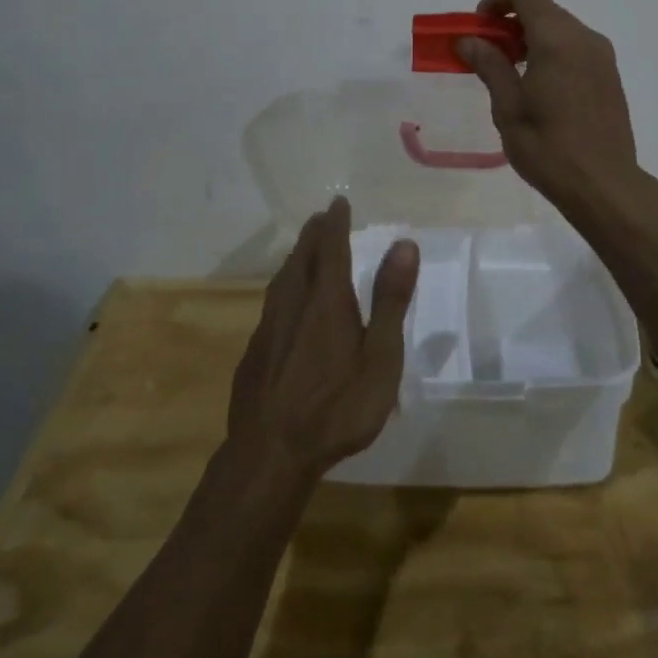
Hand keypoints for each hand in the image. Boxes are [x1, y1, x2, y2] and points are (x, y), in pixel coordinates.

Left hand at [228, 196, 418, 482]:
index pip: (331, 248)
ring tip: (303, 252)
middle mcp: (293, 305)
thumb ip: (390, 299)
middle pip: (301, 258)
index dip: (335, 223)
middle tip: (321, 219)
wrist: (270, 455)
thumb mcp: (380, 357)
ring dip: (295, 259)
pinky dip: (283, 289)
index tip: (338, 202)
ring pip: (281, 281)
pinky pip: (271, 306)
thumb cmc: (337, 407)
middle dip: (313, 235)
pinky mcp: (253, 355)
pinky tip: (285, 307)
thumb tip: (404, 243)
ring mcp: (268, 330)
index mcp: (326, 301)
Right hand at [457, 0, 641, 209]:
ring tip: (510, 74)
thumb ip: (490, 65)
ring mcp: (602, 57)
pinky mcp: (610, 76)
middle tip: (487, 54)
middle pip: (544, 9)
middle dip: (511, 22)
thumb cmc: (549, 148)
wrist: (604, 185)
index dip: (498, 0)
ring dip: (532, 38)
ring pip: (561, 29)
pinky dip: (552, 53)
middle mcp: (585, 38)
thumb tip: (469, 40)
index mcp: (557, 40)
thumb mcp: (508, 107)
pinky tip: (539, 89)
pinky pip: (576, 48)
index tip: (479, 27)